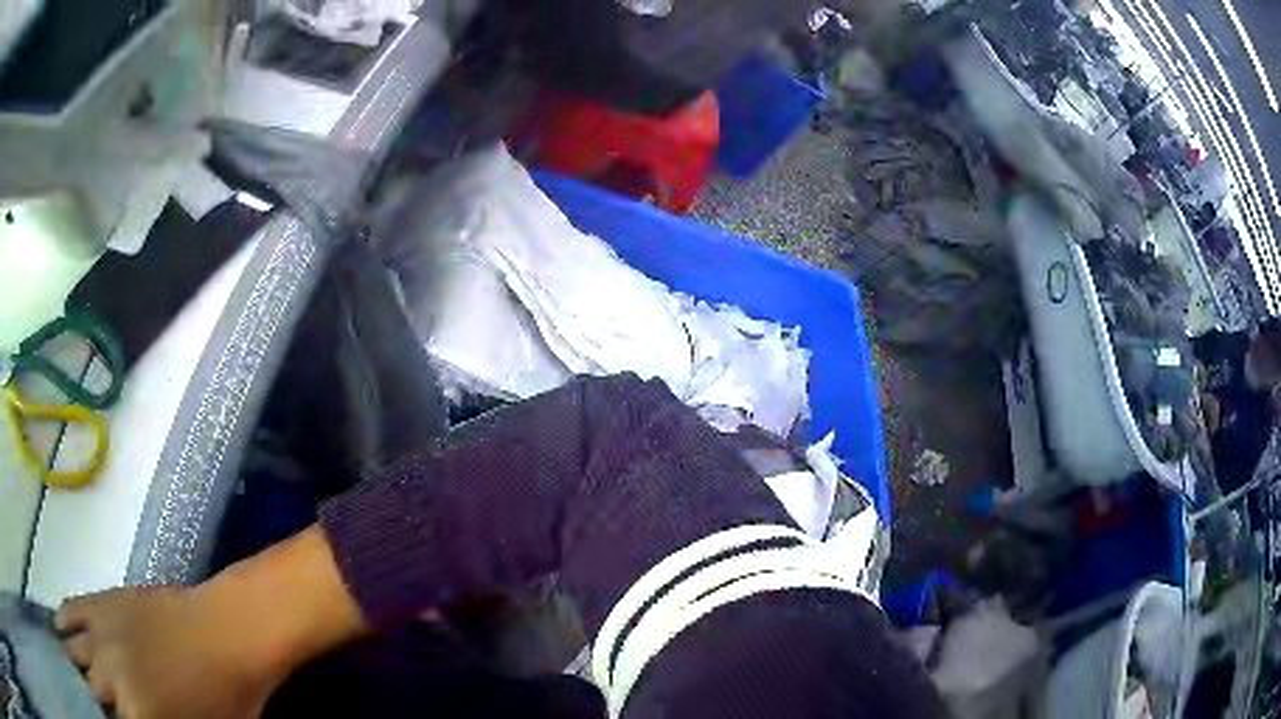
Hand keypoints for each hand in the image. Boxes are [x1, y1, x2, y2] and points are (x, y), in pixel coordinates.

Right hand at [55, 527, 369, 718]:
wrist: (227, 632)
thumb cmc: (227, 699)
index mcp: (140, 718)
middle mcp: (111, 677)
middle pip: (93, 691)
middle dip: (95, 698)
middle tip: (96, 700)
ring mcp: (100, 635)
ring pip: (75, 651)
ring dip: (73, 661)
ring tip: (71, 664)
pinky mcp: (99, 602)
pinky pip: (70, 610)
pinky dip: (62, 620)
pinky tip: (58, 626)